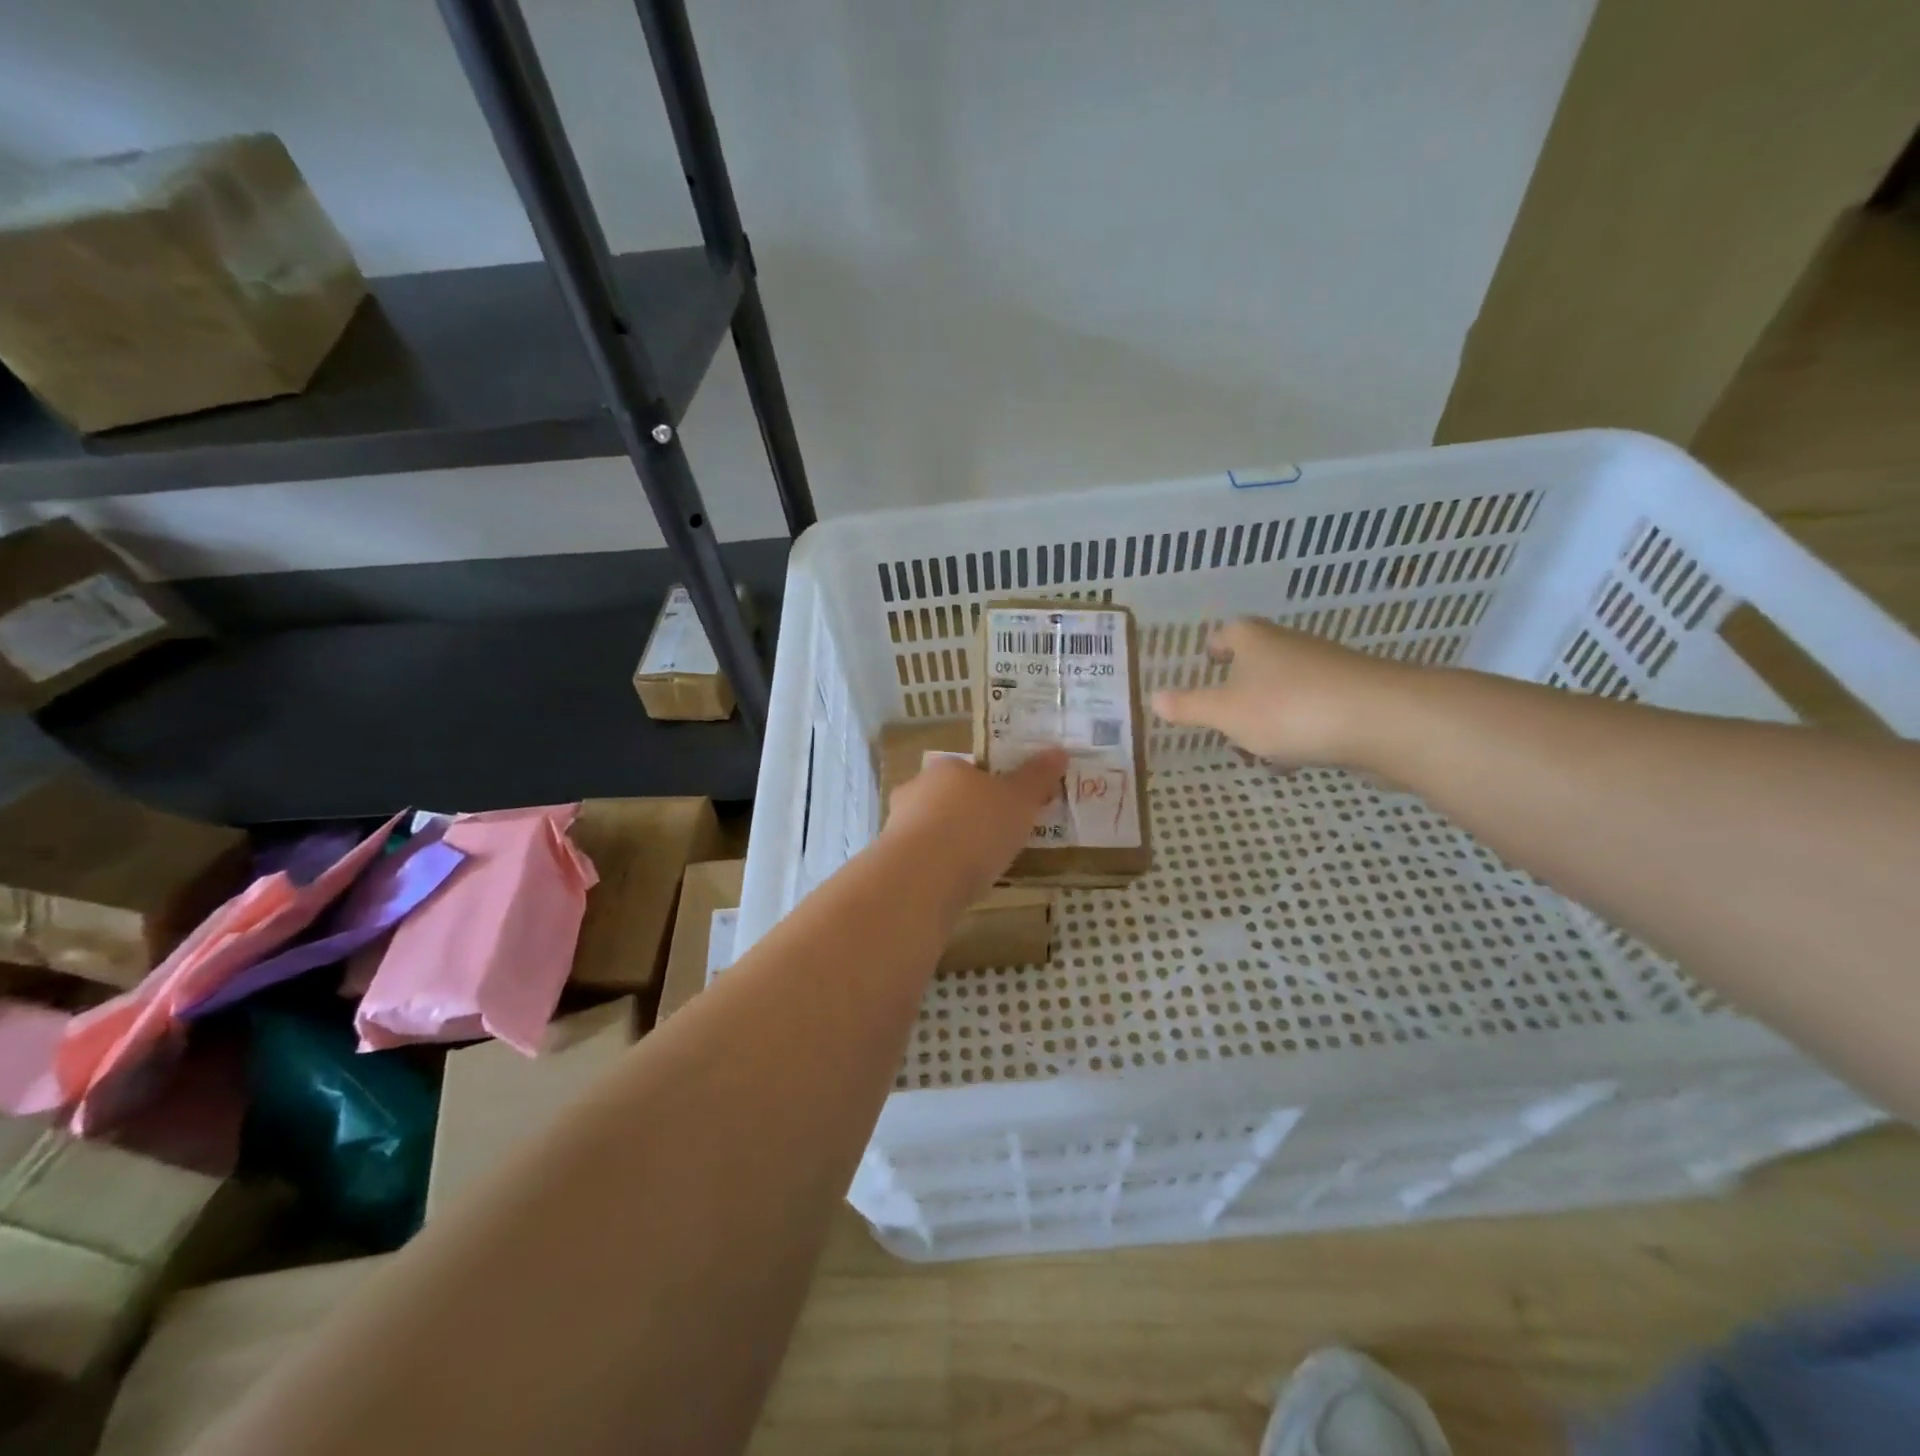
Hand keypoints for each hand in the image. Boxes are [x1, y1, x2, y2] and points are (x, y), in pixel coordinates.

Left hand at [881, 750, 1067, 911]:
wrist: (921, 879)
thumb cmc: (975, 828)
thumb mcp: (1019, 800)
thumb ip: (1037, 778)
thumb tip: (1058, 752)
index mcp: (946, 768)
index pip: (970, 770)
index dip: (992, 787)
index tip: (1012, 809)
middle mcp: (916, 790)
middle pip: (950, 799)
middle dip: (971, 816)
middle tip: (1000, 839)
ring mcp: (898, 826)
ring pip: (934, 830)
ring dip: (954, 844)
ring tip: (982, 868)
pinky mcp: (893, 862)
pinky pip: (925, 860)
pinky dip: (941, 869)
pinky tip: (959, 885)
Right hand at [1152, 618, 1410, 767]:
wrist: (1381, 720)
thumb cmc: (1288, 709)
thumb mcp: (1225, 713)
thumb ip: (1189, 707)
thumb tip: (1152, 697)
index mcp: (1254, 640)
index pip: (1227, 633)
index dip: (1214, 647)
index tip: (1206, 662)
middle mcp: (1290, 646)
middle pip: (1257, 662)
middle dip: (1239, 691)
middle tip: (1222, 720)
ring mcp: (1326, 669)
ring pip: (1285, 690)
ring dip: (1268, 716)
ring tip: (1256, 751)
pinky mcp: (1354, 696)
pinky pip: (1314, 710)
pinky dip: (1300, 729)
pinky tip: (1296, 759)